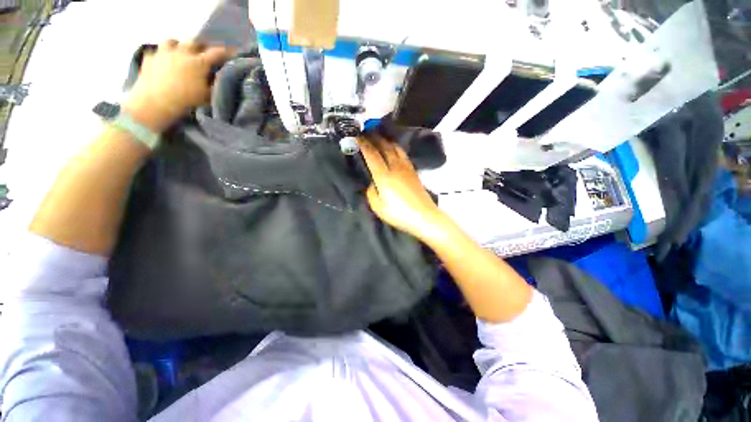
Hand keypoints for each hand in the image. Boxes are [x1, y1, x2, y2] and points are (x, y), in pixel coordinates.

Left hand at [123, 40, 231, 131]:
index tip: (232, 51)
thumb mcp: (207, 95)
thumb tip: (219, 76)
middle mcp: (182, 52)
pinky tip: (163, 61)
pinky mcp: (149, 57)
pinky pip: (157, 51)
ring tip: (180, 52)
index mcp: (199, 62)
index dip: (225, 52)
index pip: (216, 53)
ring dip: (178, 45)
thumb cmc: (185, 100)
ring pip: (173, 41)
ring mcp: (164, 52)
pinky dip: (162, 55)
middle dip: (201, 45)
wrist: (155, 102)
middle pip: (194, 41)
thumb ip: (214, 83)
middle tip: (204, 51)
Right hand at [358, 136, 446, 241]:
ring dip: (386, 140)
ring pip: (395, 148)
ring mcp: (406, 168)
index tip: (356, 137)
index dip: (363, 145)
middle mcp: (395, 167)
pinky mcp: (414, 171)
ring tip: (380, 137)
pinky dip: (396, 148)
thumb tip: (371, 184)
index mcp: (384, 176)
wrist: (424, 216)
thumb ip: (371, 193)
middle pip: (385, 147)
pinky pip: (403, 154)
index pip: (372, 155)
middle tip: (367, 133)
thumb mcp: (378, 207)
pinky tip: (394, 149)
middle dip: (375, 138)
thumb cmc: (399, 214)